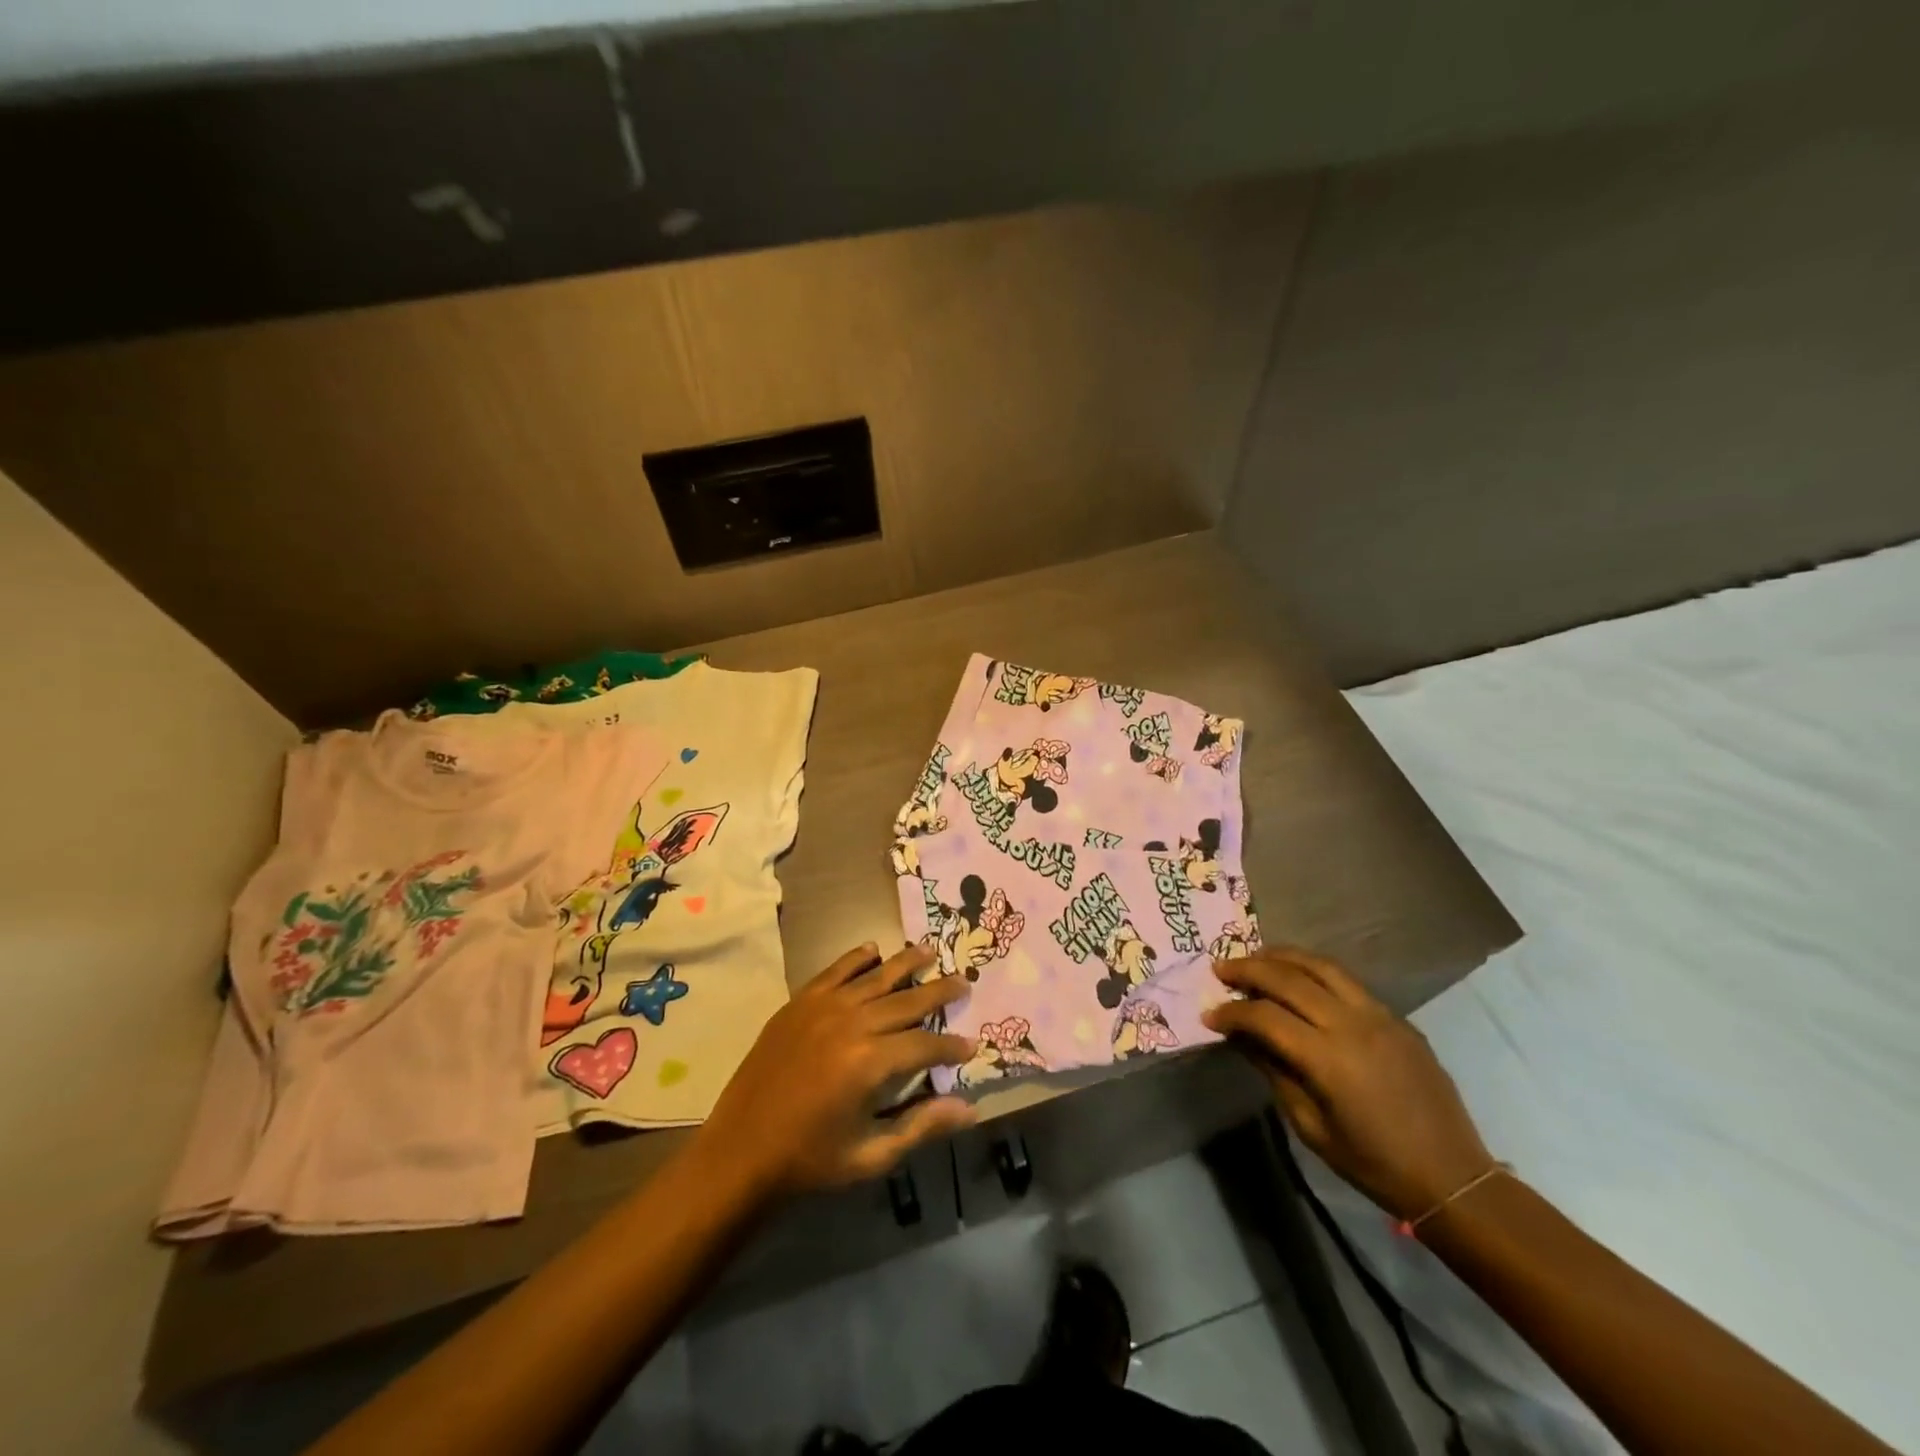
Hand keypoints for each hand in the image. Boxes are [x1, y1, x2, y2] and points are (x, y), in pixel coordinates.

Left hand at [697, 942, 977, 1198]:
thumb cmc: (810, 1160)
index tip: (972, 1045)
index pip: (925, 1045)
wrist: (741, 1152)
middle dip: (939, 992)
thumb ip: (921, 1126)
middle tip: (964, 983)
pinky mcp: (799, 1003)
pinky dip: (856, 958)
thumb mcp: (871, 1155)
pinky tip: (873, 950)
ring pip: (875, 977)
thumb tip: (969, 1108)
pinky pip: (835, 971)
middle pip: (906, 1000)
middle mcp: (851, 1024)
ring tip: (928, 950)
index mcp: (870, 1063)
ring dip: (905, 963)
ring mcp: (823, 1008)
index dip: (951, 1046)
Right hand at [1204, 948, 1493, 1219]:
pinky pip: (1348, 981)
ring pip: (1321, 966)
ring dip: (1282, 957)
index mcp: (1328, 1058)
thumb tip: (1242, 1038)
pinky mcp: (1396, 1018)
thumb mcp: (1311, 1126)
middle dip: (1248, 969)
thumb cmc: (1373, 1163)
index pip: (1265, 1016)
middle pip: (1289, 978)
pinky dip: (1314, 971)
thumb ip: (1275, 1072)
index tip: (1209, 1015)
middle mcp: (1352, 1025)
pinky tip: (1299, 979)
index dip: (1232, 1012)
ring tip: (1256, 958)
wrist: (1452, 1176)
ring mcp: (1379, 1016)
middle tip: (1221, 969)